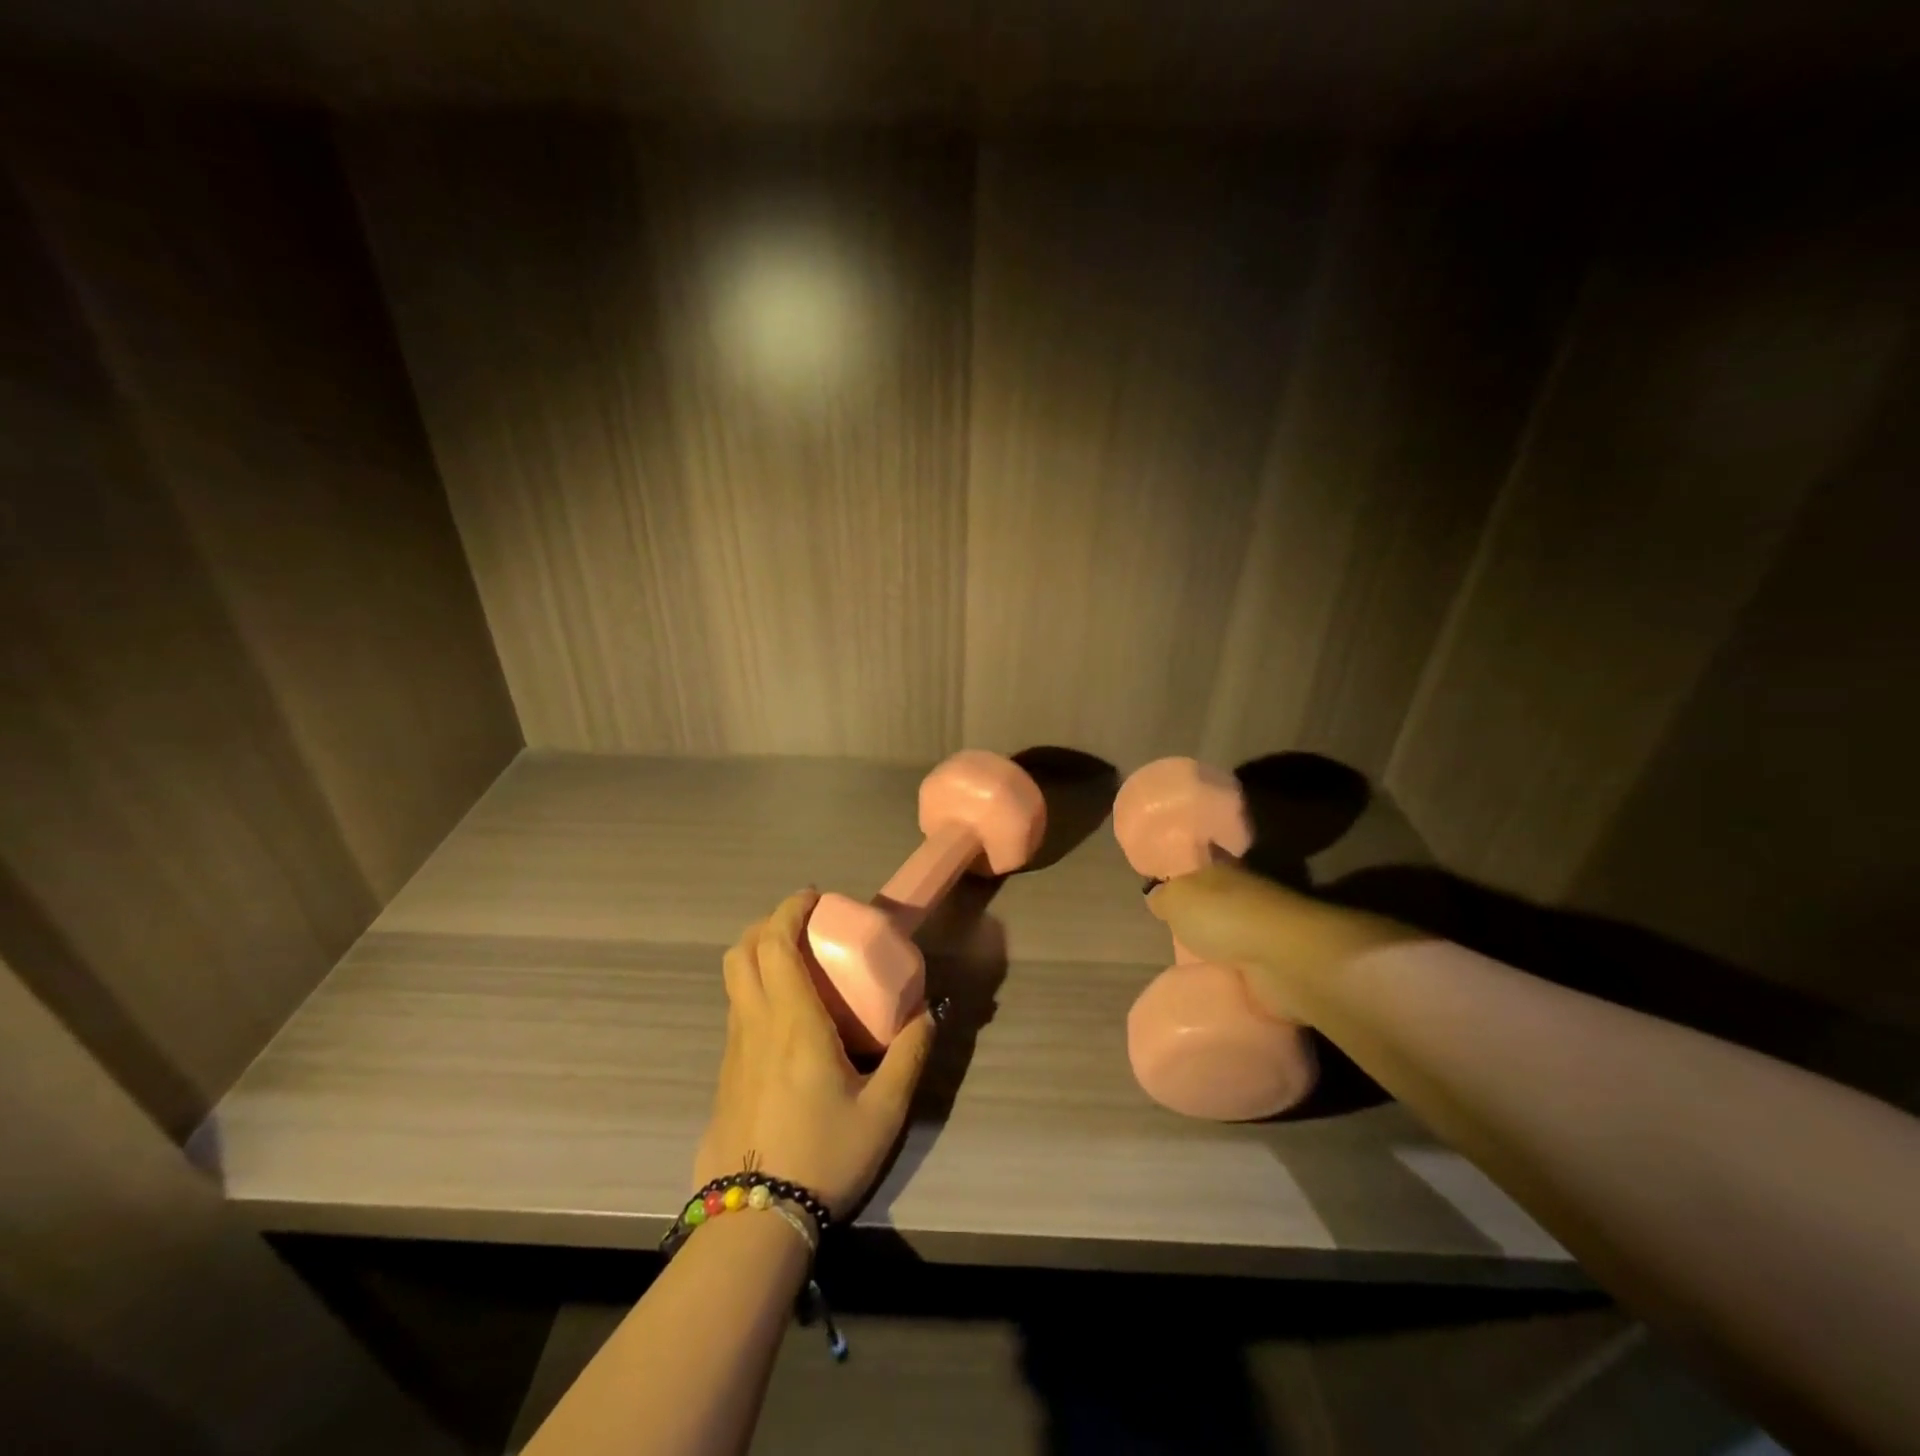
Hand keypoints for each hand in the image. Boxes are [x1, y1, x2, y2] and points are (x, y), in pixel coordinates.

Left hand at [693, 888, 939, 1219]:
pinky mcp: (725, 1074)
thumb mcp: (884, 1111)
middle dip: (767, 923)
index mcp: (793, 1022)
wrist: (753, 1223)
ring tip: (795, 963)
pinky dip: (755, 988)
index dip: (790, 909)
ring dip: (758, 954)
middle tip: (802, 924)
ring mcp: (733, 1049)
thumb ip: (909, 1055)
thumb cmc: (824, 1156)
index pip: (776, 944)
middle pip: (742, 951)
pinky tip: (784, 1017)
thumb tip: (928, 1013)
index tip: (814, 897)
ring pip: (733, 980)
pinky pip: (736, 1010)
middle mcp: (756, 1024)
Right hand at [1146, 864, 1415, 1022]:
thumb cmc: (1223, 916)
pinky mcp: (1275, 969)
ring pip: (1232, 937)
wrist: (1281, 958)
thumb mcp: (1176, 899)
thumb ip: (1163, 898)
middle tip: (1173, 933)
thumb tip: (1157, 898)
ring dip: (1219, 949)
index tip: (1168, 887)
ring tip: (1190, 965)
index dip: (1186, 874)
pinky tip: (1215, 985)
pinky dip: (1234, 977)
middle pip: (1217, 902)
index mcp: (1224, 870)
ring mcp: (1264, 933)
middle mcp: (1246, 896)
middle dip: (1200, 916)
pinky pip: (1246, 971)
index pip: (1202, 866)